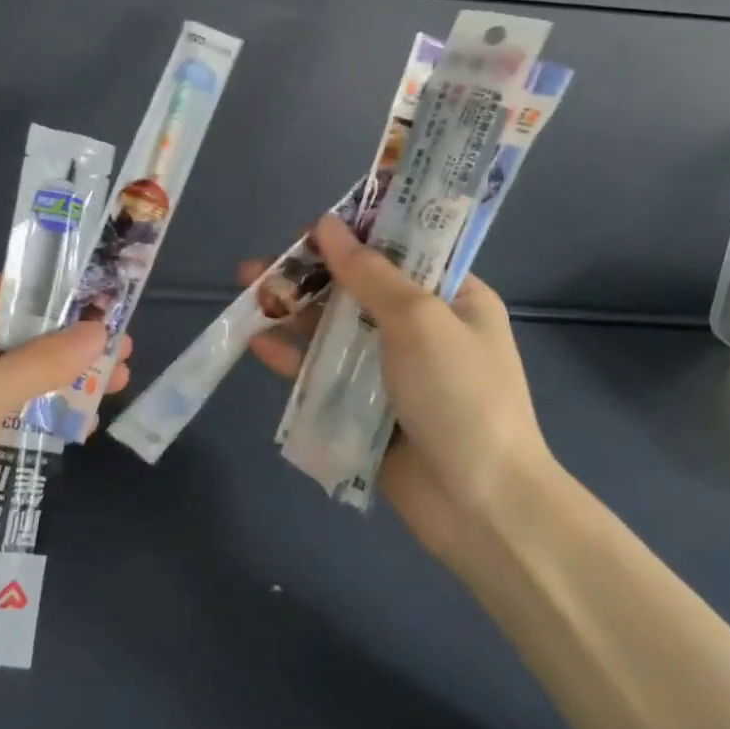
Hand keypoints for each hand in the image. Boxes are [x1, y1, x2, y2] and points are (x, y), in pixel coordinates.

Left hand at [0, 275, 131, 629]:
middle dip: (59, 345)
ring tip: (116, 384)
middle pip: (0, 339)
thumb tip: (99, 331)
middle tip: (119, 347)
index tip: (95, 301)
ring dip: (56, 384)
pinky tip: (82, 426)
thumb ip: (42, 362)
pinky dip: (36, 421)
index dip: (40, 295)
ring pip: (4, 383)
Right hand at [244, 215, 551, 563]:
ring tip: (247, 299)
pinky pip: (325, 374)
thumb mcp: (419, 320)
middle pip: (357, 290)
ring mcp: (393, 371)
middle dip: (307, 277)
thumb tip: (326, 223)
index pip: (398, 252)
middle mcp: (423, 329)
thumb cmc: (460, 396)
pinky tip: (258, 344)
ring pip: (335, 331)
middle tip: (258, 269)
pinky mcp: (367, 409)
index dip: (351, 237)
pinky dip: (295, 359)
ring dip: (293, 314)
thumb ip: (368, 273)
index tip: (305, 233)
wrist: (482, 505)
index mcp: (453, 298)